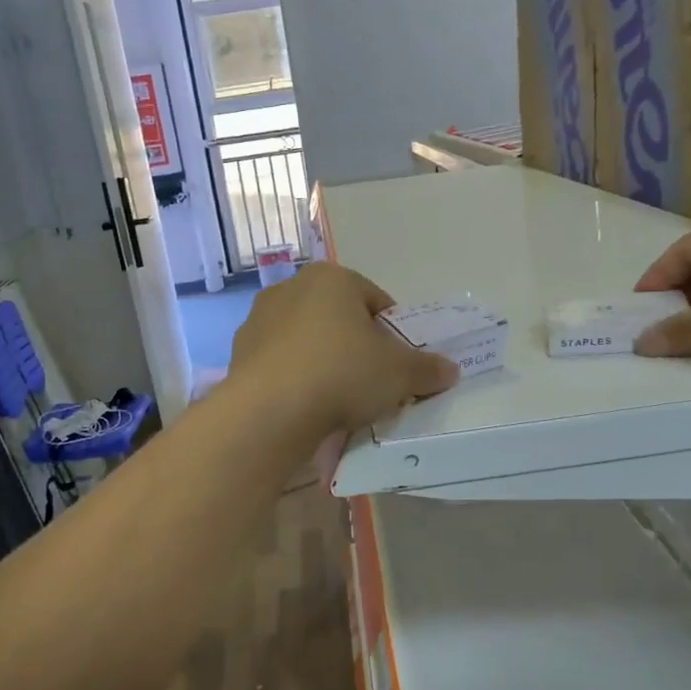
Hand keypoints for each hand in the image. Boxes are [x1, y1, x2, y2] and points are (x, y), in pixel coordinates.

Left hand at [229, 262, 458, 437]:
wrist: (270, 411)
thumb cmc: (342, 374)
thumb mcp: (399, 373)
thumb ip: (427, 368)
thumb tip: (451, 369)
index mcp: (331, 278)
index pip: (375, 300)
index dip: (393, 333)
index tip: (398, 364)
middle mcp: (290, 289)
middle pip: (338, 318)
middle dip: (356, 346)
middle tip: (372, 382)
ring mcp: (259, 320)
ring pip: (307, 340)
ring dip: (324, 362)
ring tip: (338, 399)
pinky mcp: (239, 354)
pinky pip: (281, 363)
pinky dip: (296, 378)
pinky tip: (307, 406)